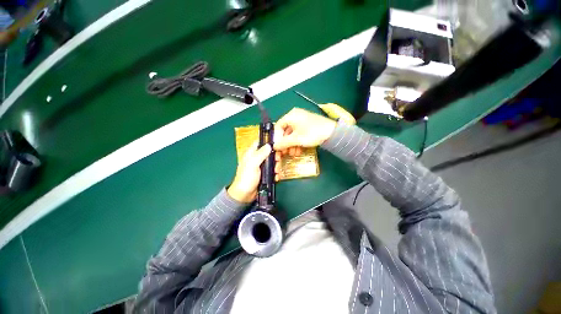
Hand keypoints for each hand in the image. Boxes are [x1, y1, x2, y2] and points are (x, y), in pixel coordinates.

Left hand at [228, 142, 272, 202]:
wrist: (244, 195)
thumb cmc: (246, 178)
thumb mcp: (252, 164)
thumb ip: (260, 154)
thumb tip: (269, 145)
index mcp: (252, 153)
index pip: (260, 142)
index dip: (269, 141)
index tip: (277, 144)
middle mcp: (257, 158)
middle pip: (270, 152)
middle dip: (275, 156)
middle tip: (277, 161)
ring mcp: (262, 166)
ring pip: (273, 161)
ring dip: (277, 166)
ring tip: (276, 172)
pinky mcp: (265, 174)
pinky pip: (273, 170)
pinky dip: (276, 173)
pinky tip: (276, 177)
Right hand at [273, 108, 336, 153]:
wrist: (332, 133)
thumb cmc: (312, 133)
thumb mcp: (296, 139)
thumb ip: (283, 143)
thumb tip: (274, 147)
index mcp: (291, 115)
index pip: (278, 126)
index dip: (276, 137)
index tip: (277, 147)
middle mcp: (295, 116)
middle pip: (285, 131)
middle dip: (285, 143)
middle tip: (284, 152)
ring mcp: (302, 121)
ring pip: (292, 134)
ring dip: (291, 145)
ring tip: (292, 154)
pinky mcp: (307, 126)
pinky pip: (298, 134)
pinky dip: (297, 142)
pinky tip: (298, 151)